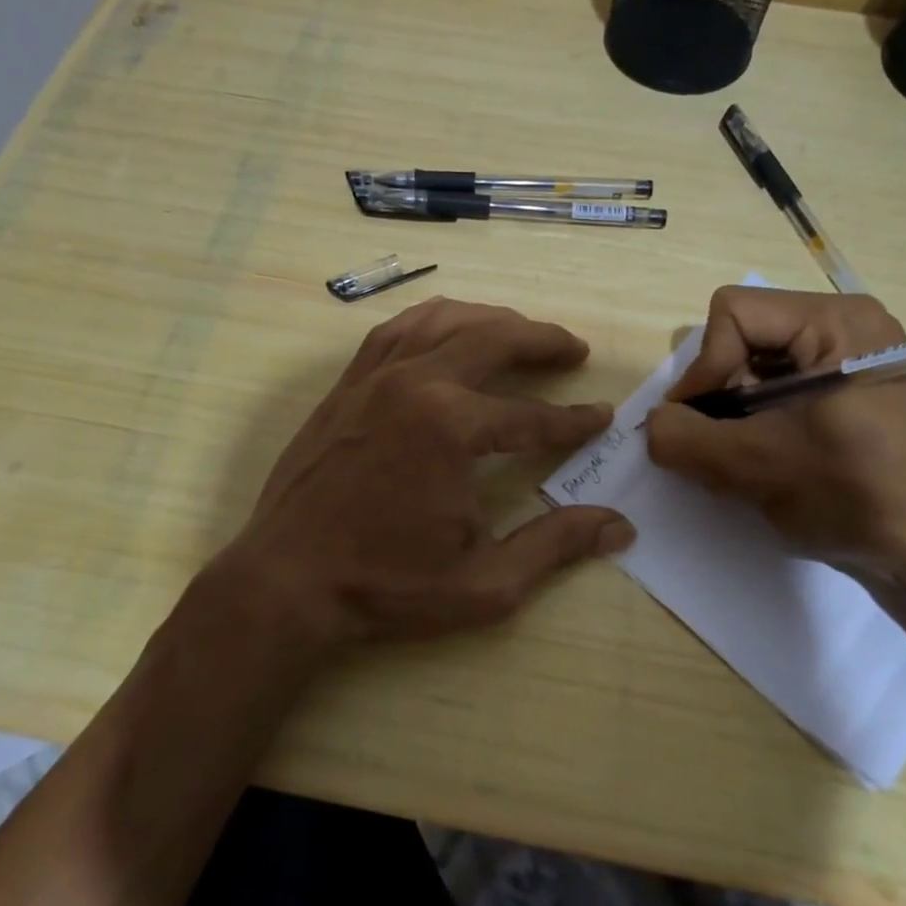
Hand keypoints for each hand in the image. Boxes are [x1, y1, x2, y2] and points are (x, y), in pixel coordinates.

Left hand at [203, 298, 634, 647]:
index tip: (602, 418)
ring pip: (444, 319)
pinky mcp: (348, 382)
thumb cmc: (386, 586)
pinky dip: (434, 320)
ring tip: (520, 331)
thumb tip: (619, 526)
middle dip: (542, 341)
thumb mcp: (484, 582)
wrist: (287, 581)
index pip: (532, 416)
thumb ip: (555, 546)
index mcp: (451, 426)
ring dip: (491, 319)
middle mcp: (416, 383)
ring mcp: (375, 376)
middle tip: (573, 349)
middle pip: (493, 339)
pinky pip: (397, 329)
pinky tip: (448, 329)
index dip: (574, 420)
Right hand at [644, 287, 905, 576]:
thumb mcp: (754, 466)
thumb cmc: (854, 494)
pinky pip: (784, 384)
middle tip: (725, 444)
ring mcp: (855, 356)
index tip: (705, 426)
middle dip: (722, 392)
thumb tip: (652, 425)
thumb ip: (683, 438)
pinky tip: (771, 457)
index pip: (732, 313)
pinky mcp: (854, 388)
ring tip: (748, 457)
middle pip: (744, 335)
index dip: (705, 368)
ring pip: (758, 363)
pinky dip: (761, 418)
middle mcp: (847, 324)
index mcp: (835, 321)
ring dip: (737, 411)